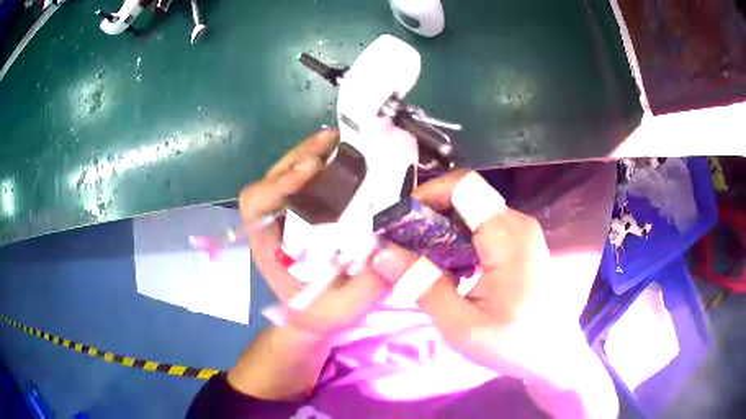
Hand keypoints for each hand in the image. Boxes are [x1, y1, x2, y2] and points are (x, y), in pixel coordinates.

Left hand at [239, 129, 393, 338]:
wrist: (315, 316)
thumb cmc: (320, 314)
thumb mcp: (342, 309)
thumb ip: (364, 288)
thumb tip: (391, 249)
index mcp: (268, 245)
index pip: (256, 203)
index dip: (278, 182)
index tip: (312, 171)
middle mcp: (273, 222)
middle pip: (273, 176)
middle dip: (301, 156)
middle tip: (335, 142)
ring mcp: (288, 213)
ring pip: (289, 171)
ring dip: (313, 152)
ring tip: (343, 140)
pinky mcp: (304, 210)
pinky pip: (308, 178)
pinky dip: (325, 162)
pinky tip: (347, 156)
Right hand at [372, 170, 617, 417]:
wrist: (553, 354)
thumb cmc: (514, 344)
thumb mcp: (461, 325)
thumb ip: (422, 285)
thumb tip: (382, 254)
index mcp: (507, 234)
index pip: (461, 186)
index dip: (425, 195)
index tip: (400, 225)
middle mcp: (517, 222)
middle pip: (462, 198)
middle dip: (427, 218)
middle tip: (401, 249)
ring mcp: (521, 232)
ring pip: (470, 213)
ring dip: (440, 232)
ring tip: (418, 262)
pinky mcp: (520, 244)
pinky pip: (481, 229)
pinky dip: (457, 242)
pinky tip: (447, 270)